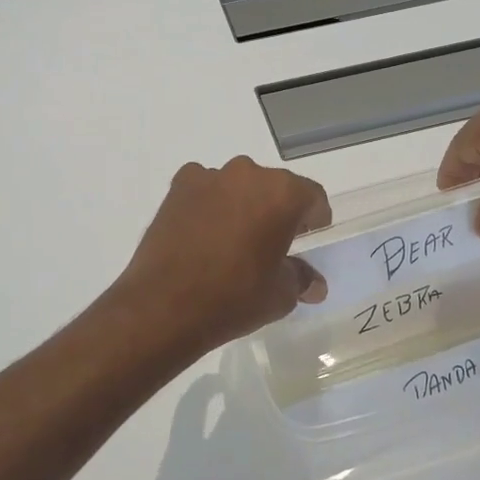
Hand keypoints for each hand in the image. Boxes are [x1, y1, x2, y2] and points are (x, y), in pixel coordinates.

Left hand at [113, 157, 331, 354]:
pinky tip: (203, 233)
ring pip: (238, 185)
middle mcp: (248, 174)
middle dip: (277, 210)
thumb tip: (314, 284)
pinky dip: (209, 203)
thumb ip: (301, 279)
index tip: (310, 238)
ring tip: (234, 239)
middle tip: (273, 242)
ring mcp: (210, 177)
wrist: (164, 306)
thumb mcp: (280, 295)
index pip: (312, 197)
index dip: (315, 218)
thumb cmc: (234, 298)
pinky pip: (204, 188)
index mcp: (282, 194)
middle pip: (274, 187)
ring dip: (242, 204)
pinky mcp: (178, 187)